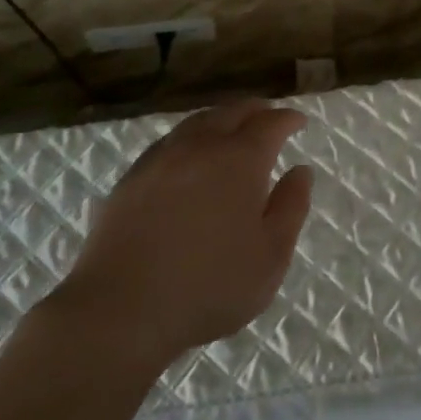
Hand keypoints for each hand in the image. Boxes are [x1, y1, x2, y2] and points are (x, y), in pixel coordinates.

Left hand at [44, 100, 313, 372]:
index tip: (299, 121)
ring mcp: (161, 158)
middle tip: (268, 116)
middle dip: (255, 110)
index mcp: (240, 159)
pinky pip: (170, 142)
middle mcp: (201, 146)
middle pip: (232, 112)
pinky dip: (190, 138)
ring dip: (221, 119)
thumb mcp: (270, 256)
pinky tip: (189, 156)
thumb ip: (291, 207)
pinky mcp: (132, 177)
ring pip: (197, 122)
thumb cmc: (209, 286)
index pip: (269, 123)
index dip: (287, 119)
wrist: (120, 309)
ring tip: (231, 130)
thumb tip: (301, 171)